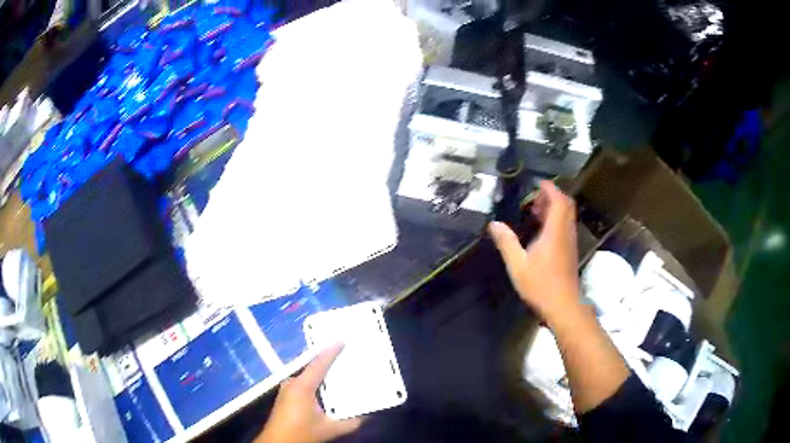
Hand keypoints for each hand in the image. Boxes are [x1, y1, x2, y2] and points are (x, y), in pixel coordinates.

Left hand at [256, 344, 363, 442]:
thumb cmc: (301, 433)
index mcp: (302, 386)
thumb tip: (368, 416)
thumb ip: (351, 423)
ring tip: (339, 369)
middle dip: (329, 361)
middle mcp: (292, 383)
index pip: (319, 364)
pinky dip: (316, 381)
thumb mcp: (329, 429)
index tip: (343, 339)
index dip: (331, 351)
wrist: (277, 442)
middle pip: (313, 367)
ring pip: (308, 375)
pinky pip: (304, 382)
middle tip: (346, 355)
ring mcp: (287, 389)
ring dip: (323, 373)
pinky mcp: (286, 396)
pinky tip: (327, 388)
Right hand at [488, 180, 578, 320]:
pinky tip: (541, 231)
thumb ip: (507, 242)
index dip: (550, 189)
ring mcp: (570, 242)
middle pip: (566, 205)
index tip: (537, 183)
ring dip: (554, 209)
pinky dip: (556, 220)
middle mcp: (566, 233)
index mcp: (555, 232)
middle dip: (552, 197)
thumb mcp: (518, 265)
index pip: (558, 201)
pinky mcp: (570, 251)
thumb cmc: (541, 285)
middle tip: (534, 199)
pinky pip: (565, 226)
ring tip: (535, 212)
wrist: (563, 305)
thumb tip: (494, 224)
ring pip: (567, 216)